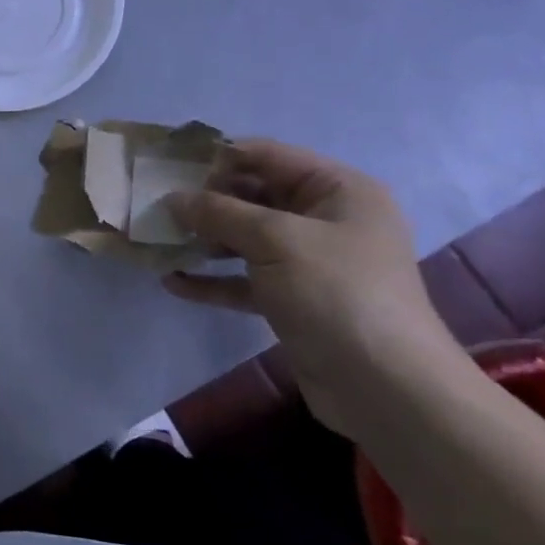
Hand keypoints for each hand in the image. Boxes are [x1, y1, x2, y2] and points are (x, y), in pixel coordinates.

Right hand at [164, 138, 468, 435]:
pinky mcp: (293, 301)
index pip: (268, 156)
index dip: (220, 157)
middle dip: (206, 202)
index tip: (171, 167)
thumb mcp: (275, 240)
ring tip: (159, 241)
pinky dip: (212, 280)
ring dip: (204, 240)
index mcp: (338, 190)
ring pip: (246, 239)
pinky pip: (245, 280)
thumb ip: (220, 213)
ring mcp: (309, 263)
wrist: (386, 388)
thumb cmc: (337, 293)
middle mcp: (325, 220)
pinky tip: (173, 282)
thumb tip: (172, 198)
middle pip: (254, 197)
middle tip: (158, 207)